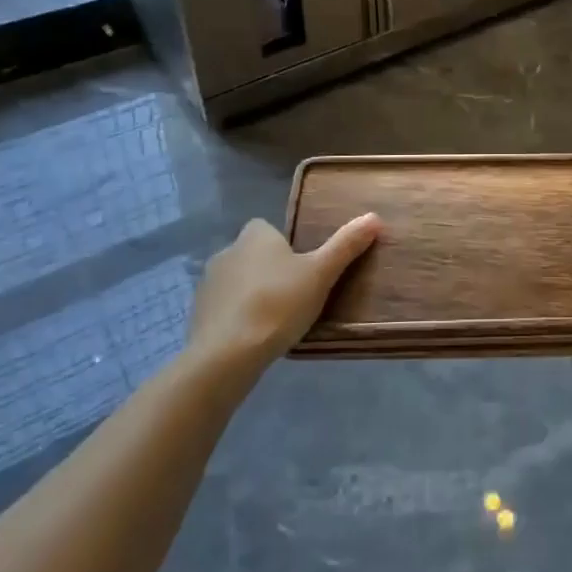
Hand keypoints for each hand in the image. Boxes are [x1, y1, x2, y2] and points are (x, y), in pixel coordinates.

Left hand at [188, 214, 380, 373]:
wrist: (226, 354)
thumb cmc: (278, 304)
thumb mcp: (321, 273)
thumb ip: (346, 245)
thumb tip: (374, 217)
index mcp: (255, 236)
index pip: (269, 229)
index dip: (285, 246)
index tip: (302, 268)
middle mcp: (227, 252)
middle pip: (253, 255)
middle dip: (269, 271)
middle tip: (295, 295)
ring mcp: (208, 284)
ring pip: (237, 282)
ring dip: (251, 294)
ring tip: (276, 320)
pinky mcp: (197, 315)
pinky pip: (224, 309)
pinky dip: (236, 318)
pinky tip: (253, 338)